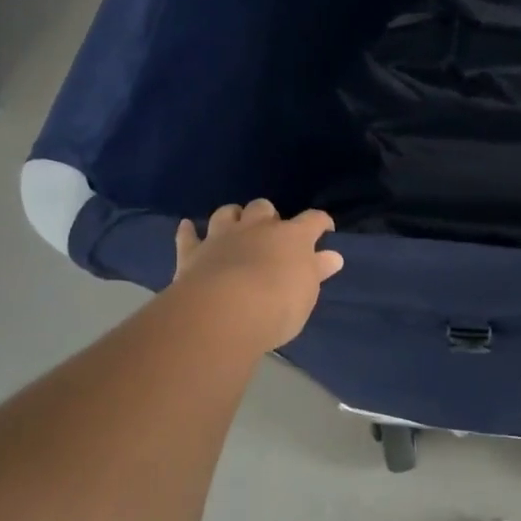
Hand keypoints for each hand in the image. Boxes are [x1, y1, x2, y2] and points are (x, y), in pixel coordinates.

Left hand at [172, 200, 343, 351]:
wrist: (224, 313)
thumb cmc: (277, 304)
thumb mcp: (307, 293)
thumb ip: (316, 271)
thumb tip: (332, 256)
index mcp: (292, 237)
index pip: (313, 220)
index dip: (321, 223)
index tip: (325, 229)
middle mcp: (257, 228)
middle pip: (264, 208)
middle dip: (268, 216)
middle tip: (271, 233)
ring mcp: (222, 237)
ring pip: (227, 213)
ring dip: (232, 216)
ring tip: (236, 225)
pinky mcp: (193, 253)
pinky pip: (188, 236)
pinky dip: (189, 231)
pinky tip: (187, 226)